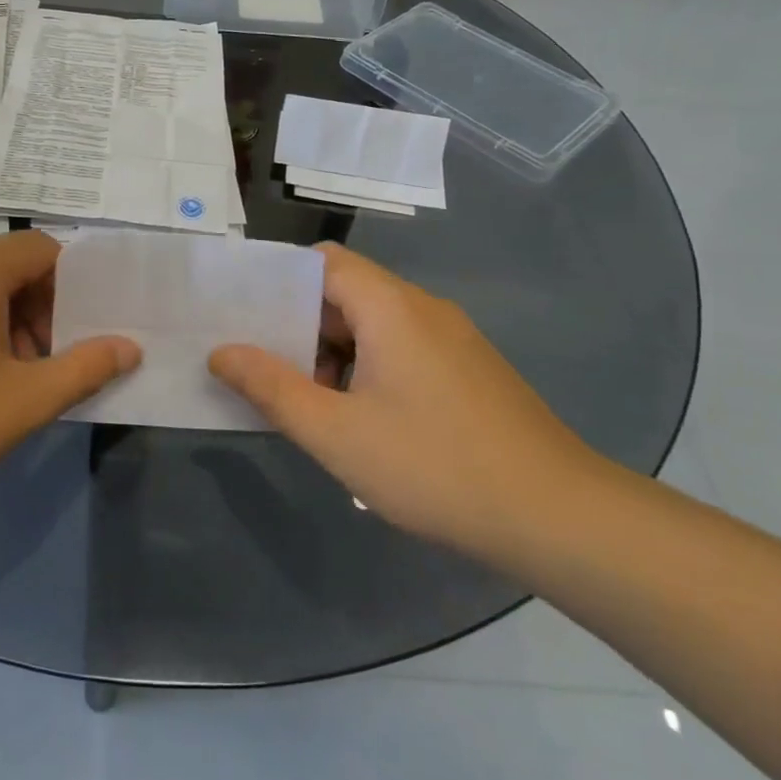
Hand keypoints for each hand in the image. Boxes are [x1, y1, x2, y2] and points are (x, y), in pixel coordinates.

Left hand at [0, 231, 139, 541]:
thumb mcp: (21, 403)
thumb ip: (84, 369)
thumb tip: (129, 345)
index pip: (43, 250)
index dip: (71, 289)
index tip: (72, 340)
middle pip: (7, 268)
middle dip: (38, 313)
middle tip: (41, 369)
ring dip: (2, 327)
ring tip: (0, 386)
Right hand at [208, 243, 601, 557]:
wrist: (558, 517)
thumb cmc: (434, 466)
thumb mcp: (336, 433)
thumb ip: (272, 388)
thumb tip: (222, 352)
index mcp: (390, 307)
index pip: (322, 262)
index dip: (277, 278)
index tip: (240, 310)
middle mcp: (423, 309)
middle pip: (345, 292)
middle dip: (297, 323)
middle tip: (258, 362)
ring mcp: (452, 339)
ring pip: (374, 325)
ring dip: (332, 351)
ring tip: (301, 397)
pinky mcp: (469, 370)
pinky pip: (402, 348)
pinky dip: (366, 367)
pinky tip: (357, 418)